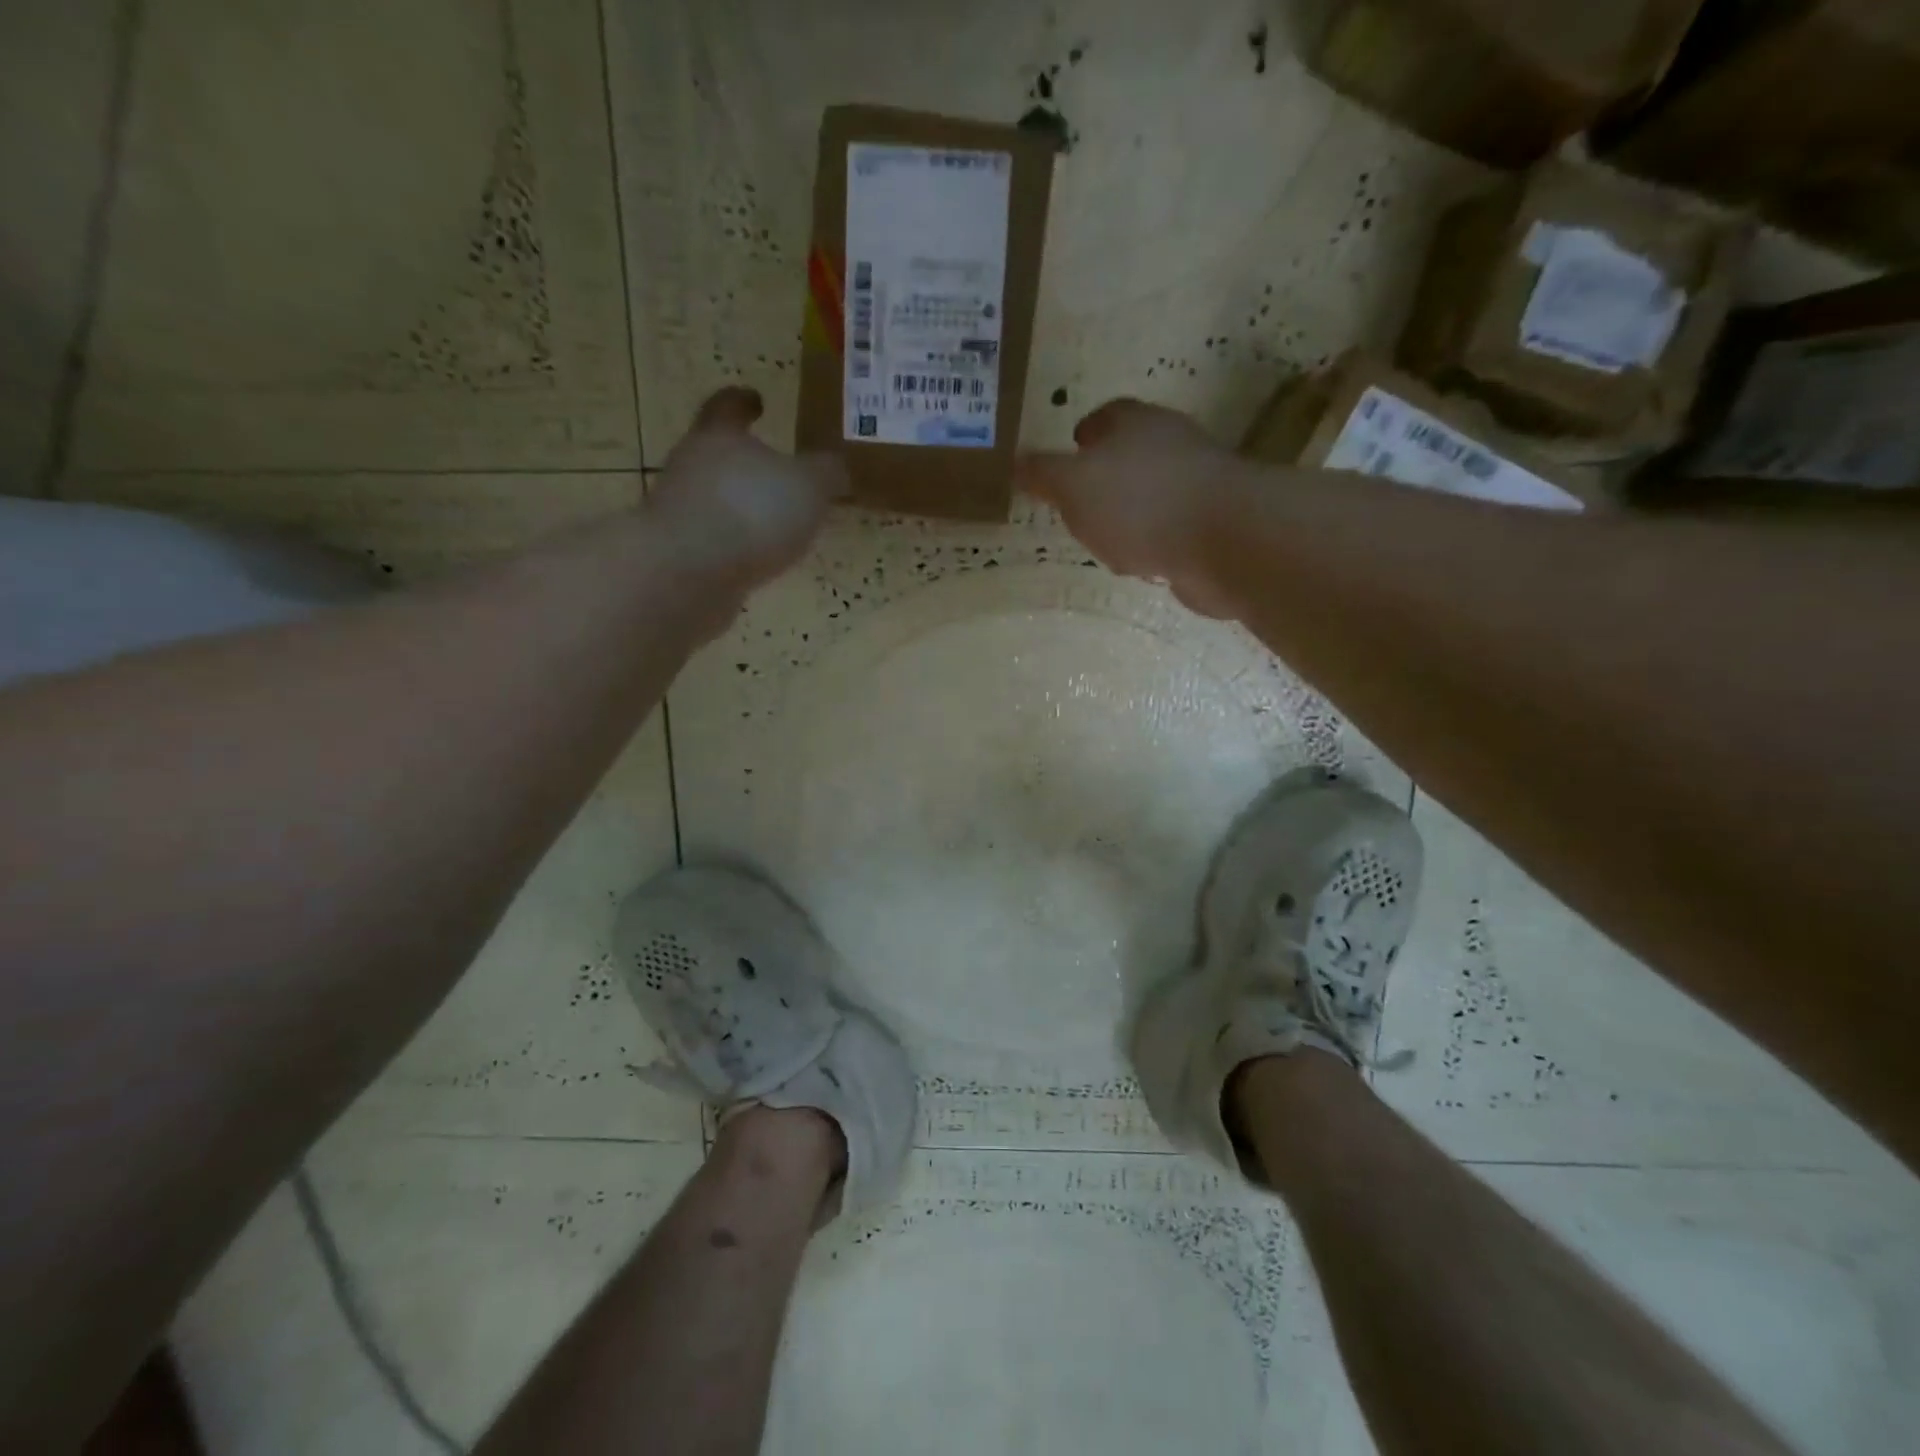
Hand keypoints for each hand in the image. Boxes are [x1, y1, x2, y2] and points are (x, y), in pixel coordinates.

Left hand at [651, 388, 845, 584]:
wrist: (688, 574)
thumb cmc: (753, 512)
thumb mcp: (809, 486)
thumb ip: (826, 473)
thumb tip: (836, 468)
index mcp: (720, 437)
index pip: (729, 407)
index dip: (744, 401)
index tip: (757, 401)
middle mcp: (692, 467)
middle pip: (719, 455)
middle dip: (748, 463)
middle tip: (782, 475)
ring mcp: (681, 512)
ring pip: (717, 501)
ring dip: (743, 509)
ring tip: (779, 526)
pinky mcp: (680, 554)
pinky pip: (715, 542)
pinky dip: (736, 547)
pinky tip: (760, 561)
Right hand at [1018, 399, 1240, 617]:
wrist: (1225, 540)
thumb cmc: (1139, 503)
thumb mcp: (1072, 486)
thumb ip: (1043, 474)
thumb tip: (1017, 463)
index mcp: (1134, 424)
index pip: (1106, 416)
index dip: (1085, 433)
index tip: (1072, 449)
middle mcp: (1171, 444)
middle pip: (1132, 453)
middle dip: (1106, 475)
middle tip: (1081, 502)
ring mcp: (1197, 484)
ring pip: (1153, 493)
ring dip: (1131, 513)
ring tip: (1107, 539)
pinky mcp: (1213, 523)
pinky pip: (1172, 529)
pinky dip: (1155, 542)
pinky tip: (1144, 564)